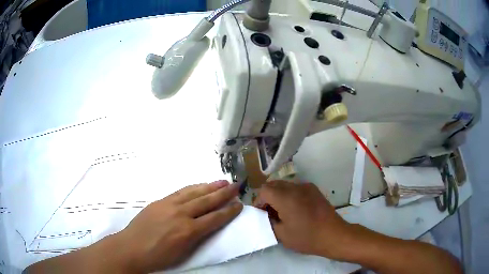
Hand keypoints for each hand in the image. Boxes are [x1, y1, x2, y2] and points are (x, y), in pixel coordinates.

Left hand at [115, 180, 242, 272]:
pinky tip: (199, 185)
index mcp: (188, 231)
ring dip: (210, 186)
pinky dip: (193, 187)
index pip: (214, 218)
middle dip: (224, 193)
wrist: (131, 248)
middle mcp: (181, 214)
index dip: (228, 211)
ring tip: (222, 181)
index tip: (239, 204)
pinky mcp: (160, 201)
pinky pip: (180, 191)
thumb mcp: (183, 252)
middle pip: (207, 201)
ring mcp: (169, 205)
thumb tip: (207, 224)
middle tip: (236, 186)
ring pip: (194, 192)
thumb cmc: (159, 256)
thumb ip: (197, 237)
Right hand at [253, 181, 352, 258]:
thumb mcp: (281, 234)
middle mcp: (295, 187)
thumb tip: (266, 214)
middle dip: (267, 197)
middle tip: (269, 212)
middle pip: (273, 184)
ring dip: (278, 195)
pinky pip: (296, 188)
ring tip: (282, 211)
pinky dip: (290, 194)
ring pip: (285, 185)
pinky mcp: (314, 190)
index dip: (259, 201)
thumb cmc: (306, 237)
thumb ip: (269, 221)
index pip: (264, 190)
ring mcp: (307, 187)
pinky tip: (295, 208)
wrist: (333, 235)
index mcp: (285, 197)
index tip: (261, 214)